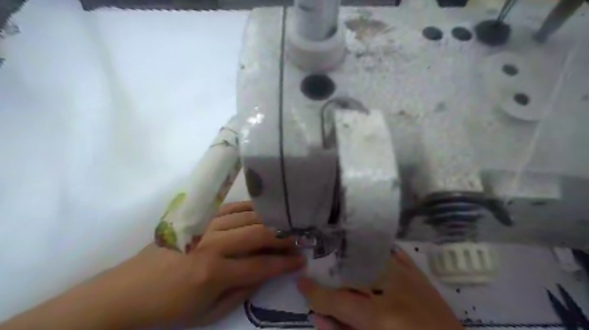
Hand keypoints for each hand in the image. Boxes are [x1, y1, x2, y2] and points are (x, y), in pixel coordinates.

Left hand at [94, 199, 305, 328]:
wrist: (127, 292)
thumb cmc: (168, 309)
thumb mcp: (207, 313)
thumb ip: (241, 293)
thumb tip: (264, 275)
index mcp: (214, 273)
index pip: (260, 266)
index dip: (284, 264)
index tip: (300, 260)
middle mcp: (212, 245)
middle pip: (258, 235)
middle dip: (283, 238)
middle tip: (298, 239)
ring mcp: (205, 228)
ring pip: (247, 218)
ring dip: (269, 221)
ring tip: (284, 225)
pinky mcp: (197, 219)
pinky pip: (229, 208)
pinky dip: (249, 209)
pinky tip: (260, 211)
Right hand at [297, 247, 461, 328]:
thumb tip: (318, 316)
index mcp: (381, 316)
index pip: (338, 300)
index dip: (316, 293)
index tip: (302, 284)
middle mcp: (393, 288)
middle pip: (351, 273)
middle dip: (333, 274)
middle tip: (321, 277)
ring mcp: (409, 278)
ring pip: (370, 257)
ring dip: (352, 259)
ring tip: (341, 265)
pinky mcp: (420, 276)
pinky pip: (394, 255)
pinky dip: (378, 253)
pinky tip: (367, 255)